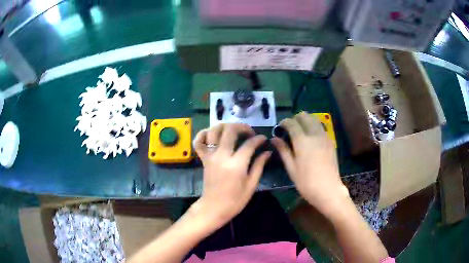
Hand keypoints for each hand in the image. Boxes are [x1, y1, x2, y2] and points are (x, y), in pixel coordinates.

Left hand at [192, 123, 270, 228]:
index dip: (258, 139)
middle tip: (250, 132)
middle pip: (230, 130)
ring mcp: (210, 156)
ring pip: (213, 131)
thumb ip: (259, 166)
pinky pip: (198, 142)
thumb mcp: (251, 185)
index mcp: (236, 165)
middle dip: (242, 126)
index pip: (249, 144)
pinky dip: (203, 134)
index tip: (263, 139)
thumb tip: (267, 152)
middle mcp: (221, 156)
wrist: (213, 208)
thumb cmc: (235, 200)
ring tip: (234, 131)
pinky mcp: (203, 158)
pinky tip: (212, 134)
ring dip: (225, 126)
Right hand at [271, 112, 349, 216]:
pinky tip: (311, 137)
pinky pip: (321, 127)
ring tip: (300, 131)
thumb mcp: (291, 168)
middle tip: (290, 128)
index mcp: (302, 141)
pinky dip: (314, 126)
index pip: (292, 123)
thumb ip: (283, 150)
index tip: (280, 126)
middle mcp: (314, 134)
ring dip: (306, 120)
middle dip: (296, 118)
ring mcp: (325, 137)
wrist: (328, 189)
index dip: (284, 122)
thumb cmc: (306, 182)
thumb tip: (274, 138)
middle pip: (305, 116)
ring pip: (315, 119)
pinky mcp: (331, 141)